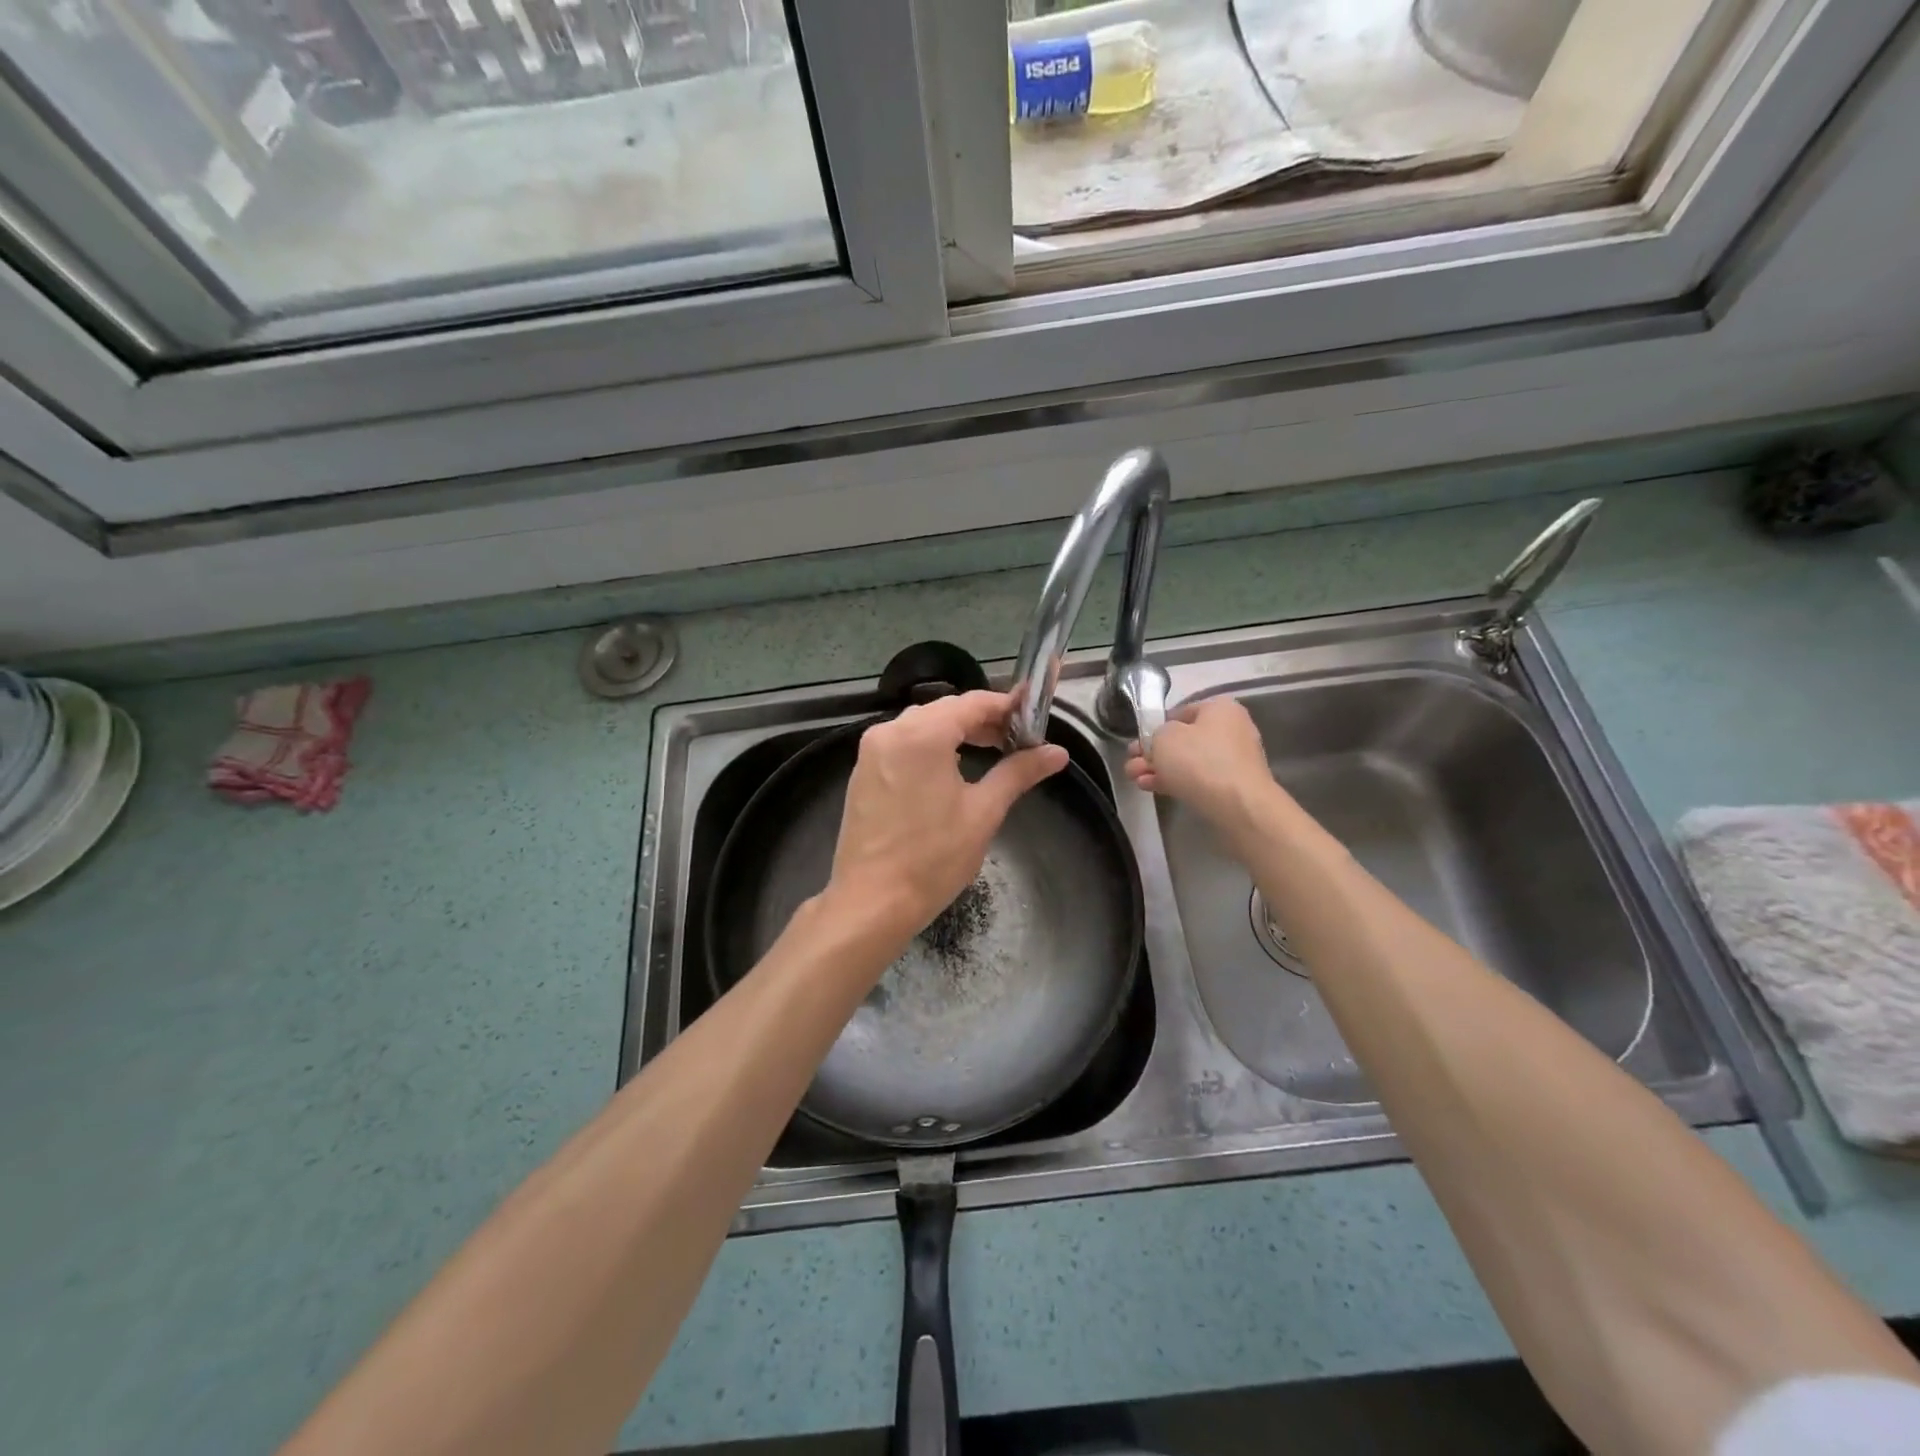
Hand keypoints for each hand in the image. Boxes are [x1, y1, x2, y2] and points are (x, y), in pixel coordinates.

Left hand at [826, 691, 1068, 938]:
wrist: (871, 902)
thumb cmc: (933, 858)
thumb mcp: (983, 812)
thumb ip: (1018, 773)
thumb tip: (1057, 752)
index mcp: (922, 734)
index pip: (973, 703)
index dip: (1007, 705)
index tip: (1034, 716)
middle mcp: (891, 731)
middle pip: (946, 710)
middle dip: (983, 720)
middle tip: (1018, 740)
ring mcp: (871, 751)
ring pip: (922, 725)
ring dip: (956, 732)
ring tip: (990, 752)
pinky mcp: (862, 771)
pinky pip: (902, 743)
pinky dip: (930, 746)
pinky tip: (951, 769)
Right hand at [1125, 696, 1278, 838]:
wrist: (1238, 805)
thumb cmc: (1199, 760)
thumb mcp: (1164, 737)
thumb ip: (1154, 735)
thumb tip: (1159, 743)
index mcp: (1220, 709)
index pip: (1180, 712)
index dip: (1155, 726)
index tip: (1138, 742)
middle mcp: (1231, 730)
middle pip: (1182, 740)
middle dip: (1152, 753)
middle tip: (1131, 763)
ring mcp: (1233, 760)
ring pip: (1187, 761)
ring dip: (1158, 769)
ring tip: (1134, 778)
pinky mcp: (1231, 786)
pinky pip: (1197, 779)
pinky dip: (1174, 781)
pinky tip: (1150, 787)